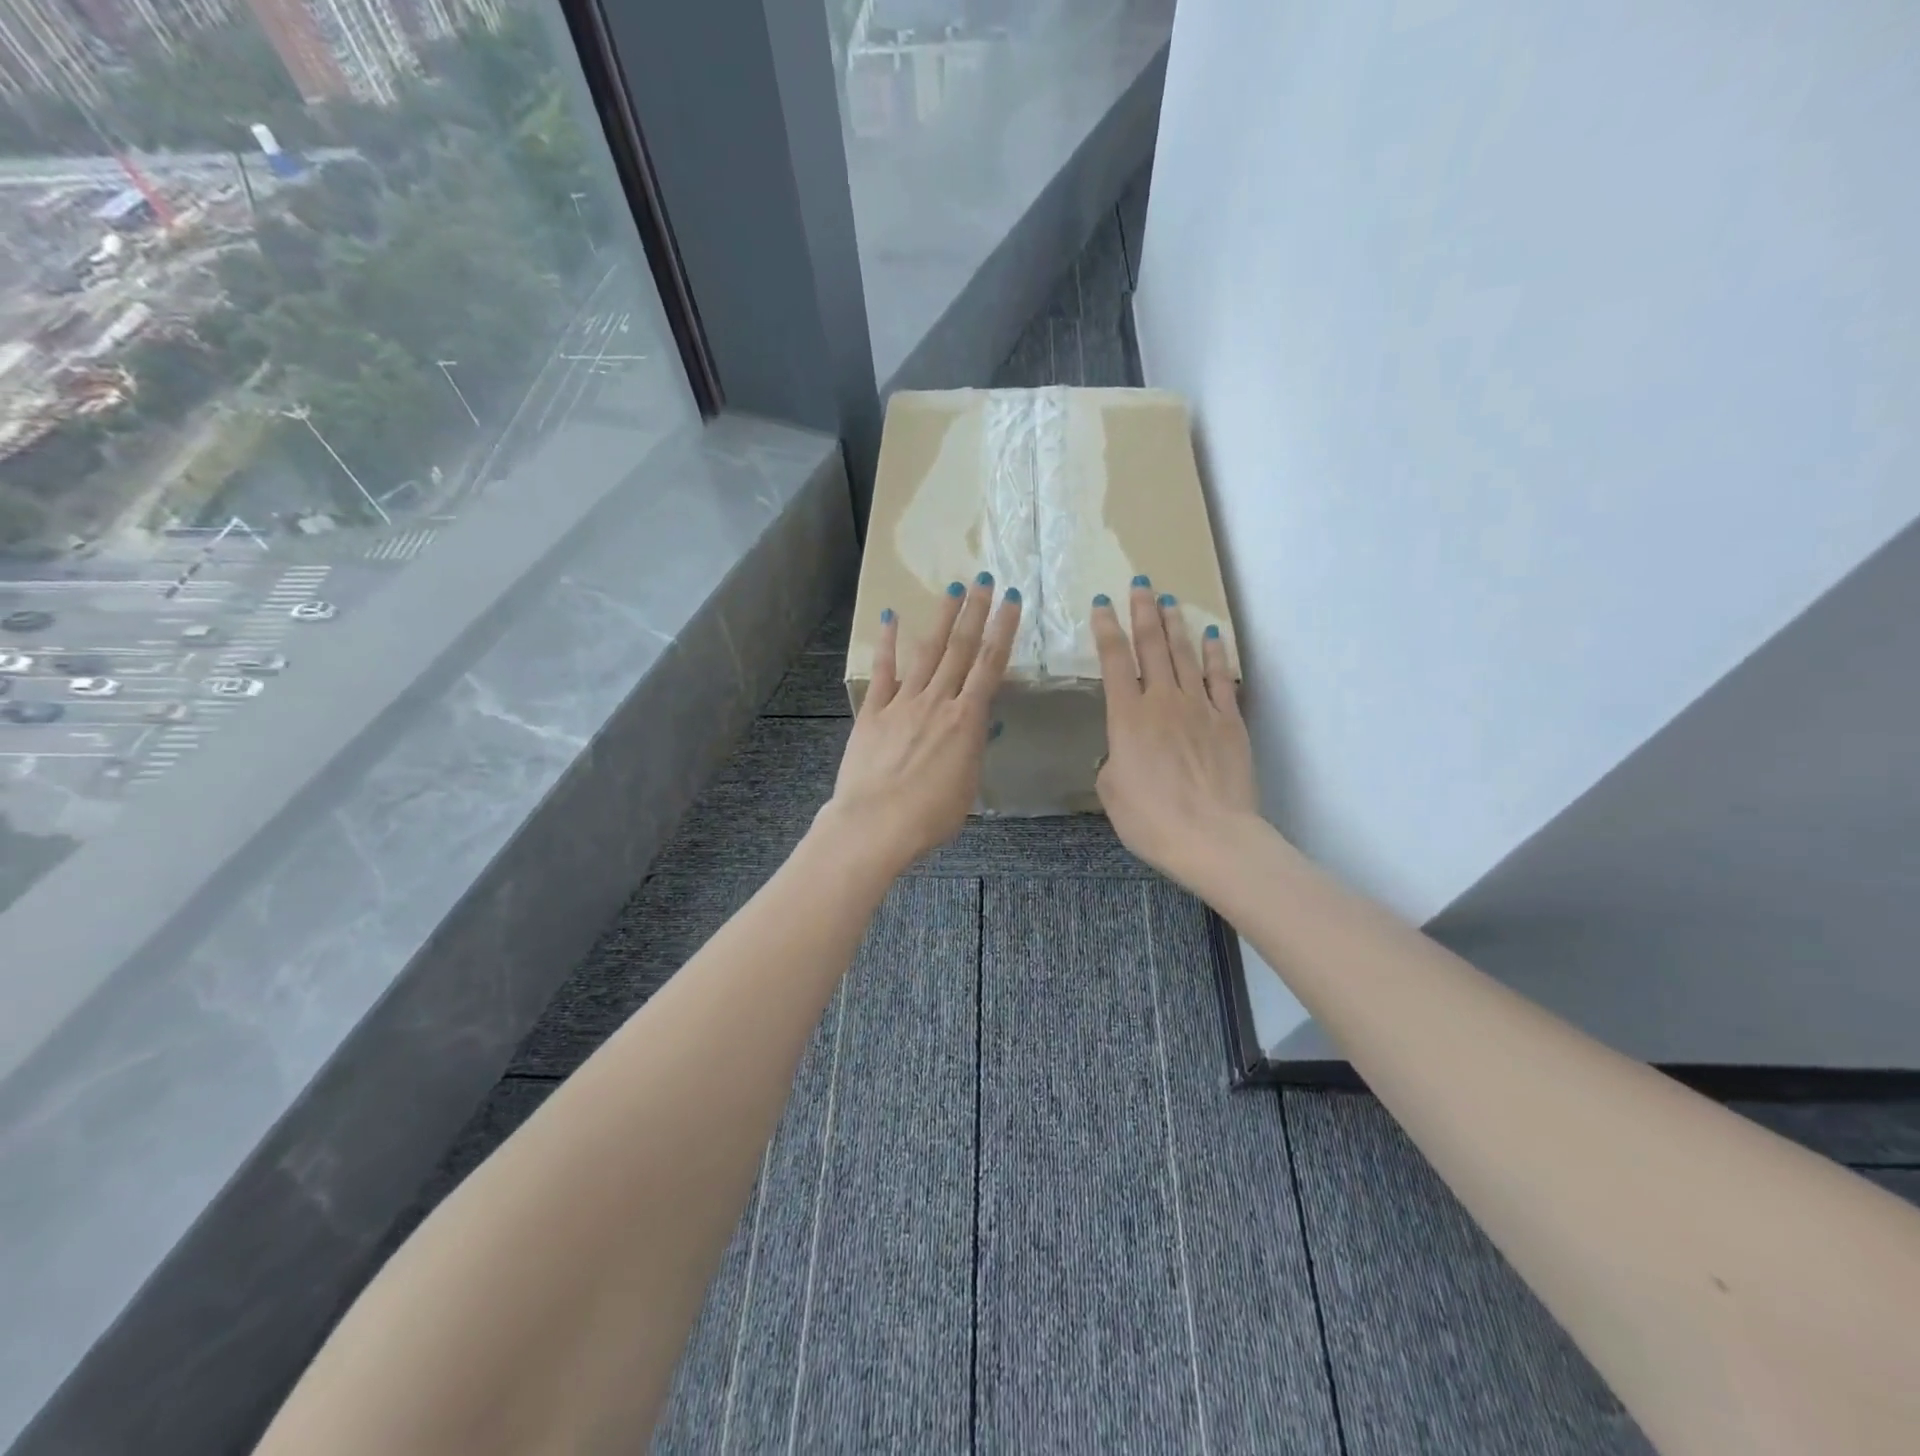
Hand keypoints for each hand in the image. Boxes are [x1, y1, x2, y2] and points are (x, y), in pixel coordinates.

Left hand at [822, 576, 1021, 872]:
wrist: (875, 825)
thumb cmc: (929, 817)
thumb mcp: (967, 787)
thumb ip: (972, 751)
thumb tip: (978, 727)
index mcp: (966, 721)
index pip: (991, 666)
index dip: (1003, 631)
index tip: (1012, 601)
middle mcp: (937, 702)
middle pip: (960, 649)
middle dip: (976, 612)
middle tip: (985, 579)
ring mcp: (903, 703)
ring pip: (927, 652)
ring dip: (941, 618)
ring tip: (953, 588)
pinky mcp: (873, 712)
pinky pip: (883, 671)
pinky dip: (887, 644)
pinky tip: (891, 618)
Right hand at [1093, 580, 1259, 890]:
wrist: (1211, 837)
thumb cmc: (1150, 819)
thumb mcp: (1111, 791)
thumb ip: (1113, 759)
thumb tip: (1123, 750)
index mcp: (1127, 717)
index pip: (1114, 661)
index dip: (1106, 629)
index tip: (1102, 604)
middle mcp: (1163, 701)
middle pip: (1152, 646)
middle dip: (1143, 612)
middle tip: (1140, 584)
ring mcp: (1200, 707)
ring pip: (1184, 655)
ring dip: (1175, 625)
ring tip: (1168, 600)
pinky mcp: (1229, 721)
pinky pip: (1221, 678)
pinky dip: (1215, 654)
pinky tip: (1211, 636)